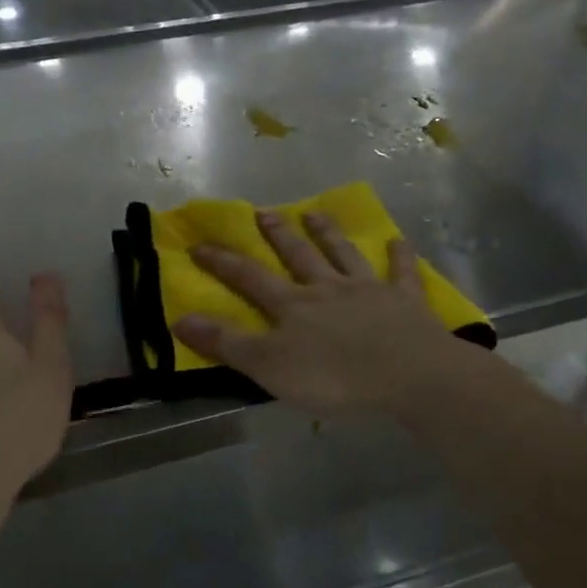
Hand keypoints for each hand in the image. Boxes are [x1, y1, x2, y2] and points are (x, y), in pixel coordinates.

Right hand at [173, 211, 475, 416]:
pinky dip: (399, 257)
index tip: (198, 244)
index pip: (248, 278)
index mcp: (292, 305)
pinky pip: (401, 273)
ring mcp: (368, 290)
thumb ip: (226, 343)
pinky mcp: (405, 301)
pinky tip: (399, 241)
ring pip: (343, 254)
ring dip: (328, 233)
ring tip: (314, 212)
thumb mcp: (267, 365)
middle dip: (277, 234)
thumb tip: (179, 318)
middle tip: (263, 212)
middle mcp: (326, 288)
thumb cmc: (332, 376)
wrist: (407, 374)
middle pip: (298, 255)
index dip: (222, 262)